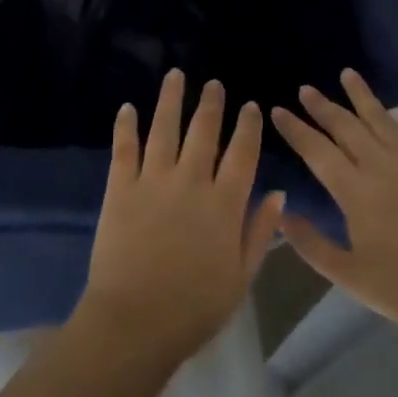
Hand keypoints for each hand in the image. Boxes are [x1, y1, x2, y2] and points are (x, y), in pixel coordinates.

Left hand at [78, 70, 285, 366]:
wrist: (135, 321)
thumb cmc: (195, 308)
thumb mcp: (241, 277)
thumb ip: (259, 232)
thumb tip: (278, 193)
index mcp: (224, 204)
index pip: (242, 154)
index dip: (247, 127)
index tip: (250, 106)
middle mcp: (191, 182)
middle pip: (203, 132)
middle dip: (211, 104)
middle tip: (214, 83)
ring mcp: (153, 181)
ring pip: (164, 128)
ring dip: (170, 99)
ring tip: (175, 75)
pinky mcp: (120, 188)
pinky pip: (124, 148)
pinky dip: (126, 126)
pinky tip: (127, 107)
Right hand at [272, 69, 397, 338]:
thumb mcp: (347, 275)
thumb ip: (310, 244)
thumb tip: (281, 214)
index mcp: (354, 191)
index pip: (316, 151)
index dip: (295, 129)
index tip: (277, 110)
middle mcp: (381, 167)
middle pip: (346, 127)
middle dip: (323, 106)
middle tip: (306, 89)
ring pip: (383, 120)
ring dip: (363, 96)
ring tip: (348, 74)